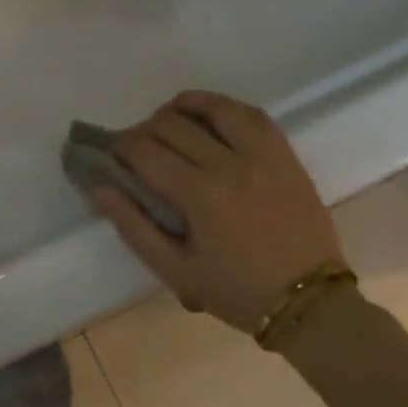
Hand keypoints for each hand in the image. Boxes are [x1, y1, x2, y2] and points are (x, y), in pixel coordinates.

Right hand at [90, 91, 347, 334]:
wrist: (308, 300)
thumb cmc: (236, 292)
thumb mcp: (176, 271)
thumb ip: (134, 227)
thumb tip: (99, 188)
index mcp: (200, 195)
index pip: (146, 152)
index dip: (120, 147)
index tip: (111, 155)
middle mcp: (230, 164)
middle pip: (174, 125)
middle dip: (144, 129)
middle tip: (136, 147)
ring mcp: (263, 155)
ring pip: (216, 108)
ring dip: (184, 106)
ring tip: (169, 117)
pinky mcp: (286, 155)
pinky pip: (254, 115)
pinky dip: (227, 108)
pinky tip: (212, 116)